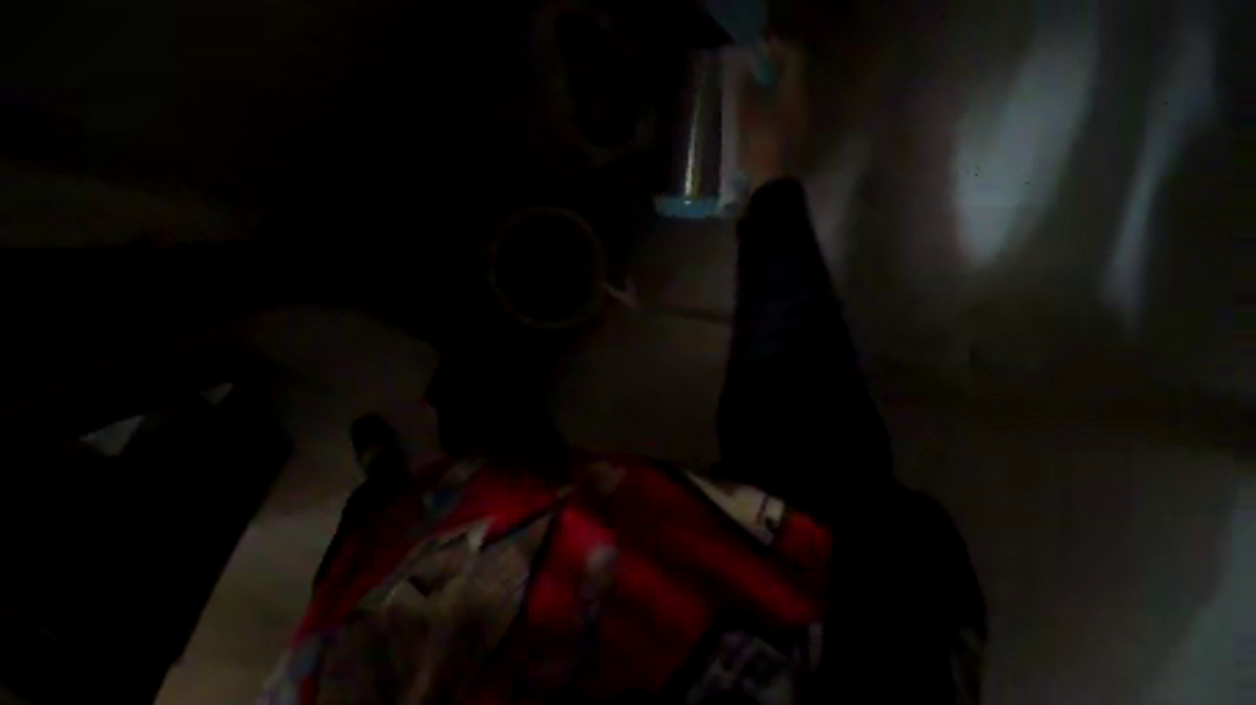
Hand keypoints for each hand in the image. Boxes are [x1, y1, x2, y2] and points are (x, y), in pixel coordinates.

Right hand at [737, 39, 808, 191]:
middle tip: (758, 74)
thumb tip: (745, 74)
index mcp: (796, 92)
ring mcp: (805, 121)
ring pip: (794, 95)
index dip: (778, 50)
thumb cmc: (761, 147)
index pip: (795, 57)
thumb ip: (747, 92)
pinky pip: (792, 111)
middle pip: (796, 76)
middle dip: (778, 71)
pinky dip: (780, 107)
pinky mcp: (801, 137)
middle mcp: (806, 101)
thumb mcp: (749, 118)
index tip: (761, 53)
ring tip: (759, 97)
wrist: (774, 184)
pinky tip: (766, 117)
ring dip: (778, 90)